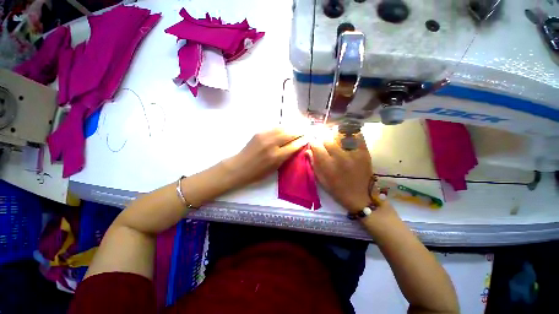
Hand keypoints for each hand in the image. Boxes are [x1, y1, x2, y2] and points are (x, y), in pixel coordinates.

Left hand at [224, 128, 307, 187]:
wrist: (240, 166)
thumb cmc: (258, 173)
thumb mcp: (275, 168)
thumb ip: (286, 157)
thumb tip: (296, 147)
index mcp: (276, 156)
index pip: (294, 146)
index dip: (302, 141)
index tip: (308, 138)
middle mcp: (272, 144)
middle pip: (290, 134)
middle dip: (299, 132)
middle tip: (305, 131)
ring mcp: (265, 136)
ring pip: (283, 128)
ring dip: (292, 128)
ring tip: (298, 128)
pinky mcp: (259, 132)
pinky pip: (274, 128)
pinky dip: (282, 127)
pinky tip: (286, 128)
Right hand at [310, 134, 372, 212]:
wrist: (360, 196)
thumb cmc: (337, 189)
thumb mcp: (321, 180)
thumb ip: (314, 164)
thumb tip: (308, 150)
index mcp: (327, 165)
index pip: (316, 146)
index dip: (313, 143)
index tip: (313, 144)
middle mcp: (339, 157)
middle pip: (327, 139)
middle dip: (322, 140)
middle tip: (324, 143)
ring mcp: (353, 153)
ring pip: (341, 135)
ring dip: (335, 135)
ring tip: (334, 137)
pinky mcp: (364, 152)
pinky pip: (357, 136)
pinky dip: (351, 134)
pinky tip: (347, 136)